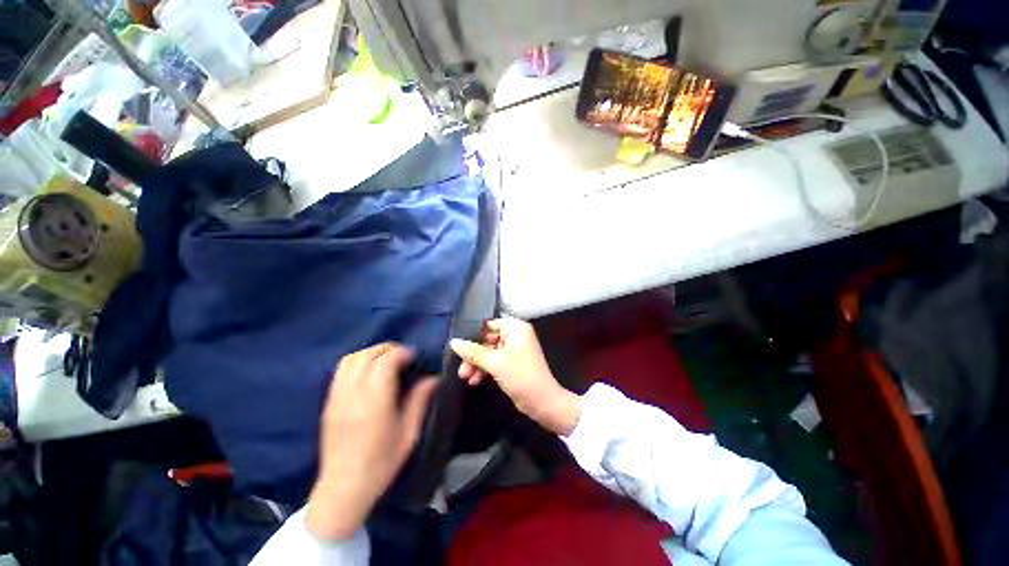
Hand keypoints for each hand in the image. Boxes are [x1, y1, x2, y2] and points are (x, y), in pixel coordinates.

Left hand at [306, 344, 438, 540]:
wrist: (343, 489)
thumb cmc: (381, 462)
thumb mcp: (409, 432)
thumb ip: (420, 400)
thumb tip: (434, 378)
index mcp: (375, 399)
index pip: (386, 360)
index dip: (402, 352)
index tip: (414, 357)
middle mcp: (353, 392)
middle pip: (368, 355)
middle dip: (387, 348)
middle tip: (403, 356)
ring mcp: (337, 396)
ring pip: (351, 359)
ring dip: (371, 353)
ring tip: (385, 361)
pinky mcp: (329, 403)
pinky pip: (341, 371)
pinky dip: (357, 362)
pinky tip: (368, 373)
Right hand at [450, 318, 580, 435]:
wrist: (542, 401)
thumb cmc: (520, 375)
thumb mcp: (494, 362)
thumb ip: (473, 351)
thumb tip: (453, 342)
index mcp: (516, 328)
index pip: (489, 325)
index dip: (473, 335)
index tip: (458, 347)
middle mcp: (516, 335)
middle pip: (488, 340)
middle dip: (474, 355)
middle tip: (461, 368)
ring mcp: (515, 349)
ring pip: (490, 352)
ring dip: (477, 364)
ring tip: (465, 378)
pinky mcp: (514, 363)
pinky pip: (496, 360)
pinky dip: (486, 369)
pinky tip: (475, 380)